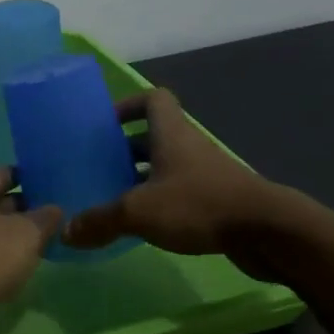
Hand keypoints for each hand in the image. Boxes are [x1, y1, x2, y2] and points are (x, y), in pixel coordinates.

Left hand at [0, 166, 62, 327]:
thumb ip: (44, 219)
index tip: (55, 188)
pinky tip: (15, 272)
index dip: (31, 179)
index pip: (4, 174)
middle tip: (55, 220)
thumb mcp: (25, 234)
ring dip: (9, 238)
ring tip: (42, 247)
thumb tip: (54, 209)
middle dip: (23, 211)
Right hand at [61, 88, 307, 279]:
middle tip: (98, 166)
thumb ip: (100, 220)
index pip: (153, 99)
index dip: (128, 105)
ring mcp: (206, 174)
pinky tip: (143, 225)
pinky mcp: (217, 201)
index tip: (105, 125)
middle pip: (154, 136)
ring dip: (141, 178)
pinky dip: (160, 202)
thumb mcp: (139, 212)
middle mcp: (189, 147)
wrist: (268, 232)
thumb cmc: (199, 205)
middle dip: (125, 148)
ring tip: (112, 198)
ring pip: (166, 167)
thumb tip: (65, 233)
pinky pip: (180, 192)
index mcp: (171, 134)